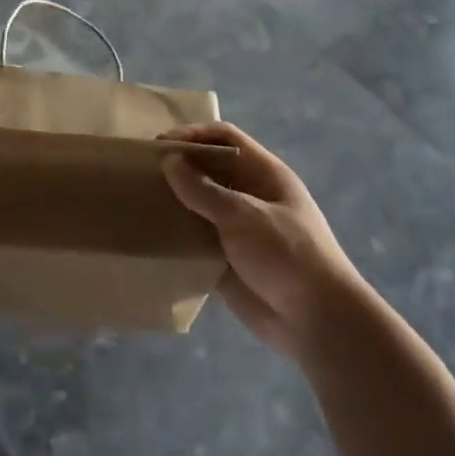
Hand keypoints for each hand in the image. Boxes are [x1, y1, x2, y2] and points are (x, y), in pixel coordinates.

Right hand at [160, 122, 368, 360]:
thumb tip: (170, 161)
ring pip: (199, 205)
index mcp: (264, 174)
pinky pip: (195, 240)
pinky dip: (175, 236)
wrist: (316, 320)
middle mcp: (249, 195)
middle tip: (140, 173)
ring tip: (138, 202)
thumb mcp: (245, 215)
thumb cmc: (287, 255)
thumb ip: (204, 190)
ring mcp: (237, 228)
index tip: (159, 145)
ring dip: (173, 202)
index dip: (194, 135)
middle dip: (178, 168)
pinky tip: (149, 237)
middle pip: (209, 170)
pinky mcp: (226, 259)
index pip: (225, 138)